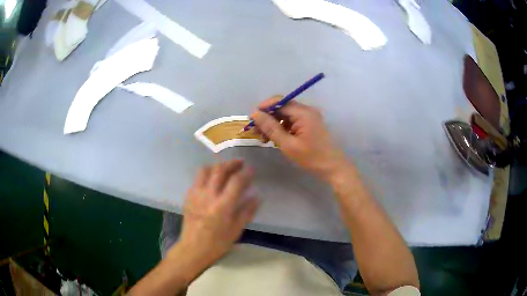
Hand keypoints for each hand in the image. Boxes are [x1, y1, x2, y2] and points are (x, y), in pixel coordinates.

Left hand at [170, 159, 258, 266]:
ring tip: (225, 168)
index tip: (251, 169)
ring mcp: (196, 194)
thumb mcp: (236, 230)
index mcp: (223, 206)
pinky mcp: (188, 196)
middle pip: (220, 170)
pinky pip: (197, 178)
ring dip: (217, 166)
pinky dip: (207, 174)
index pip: (236, 181)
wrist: (193, 248)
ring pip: (206, 170)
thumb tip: (257, 196)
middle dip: (232, 163)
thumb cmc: (217, 243)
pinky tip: (212, 179)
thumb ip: (247, 211)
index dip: (245, 173)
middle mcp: (208, 196)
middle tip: (240, 162)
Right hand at [252, 96, 347, 180]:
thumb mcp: (288, 144)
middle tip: (257, 132)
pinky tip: (276, 139)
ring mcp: (309, 117)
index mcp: (303, 113)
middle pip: (282, 107)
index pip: (280, 102)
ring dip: (274, 124)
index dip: (264, 107)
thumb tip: (255, 114)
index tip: (252, 119)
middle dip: (268, 118)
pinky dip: (282, 128)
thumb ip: (271, 128)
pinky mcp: (309, 124)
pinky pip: (292, 121)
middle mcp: (307, 111)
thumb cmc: (311, 158)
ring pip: (286, 115)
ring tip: (265, 139)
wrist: (333, 167)